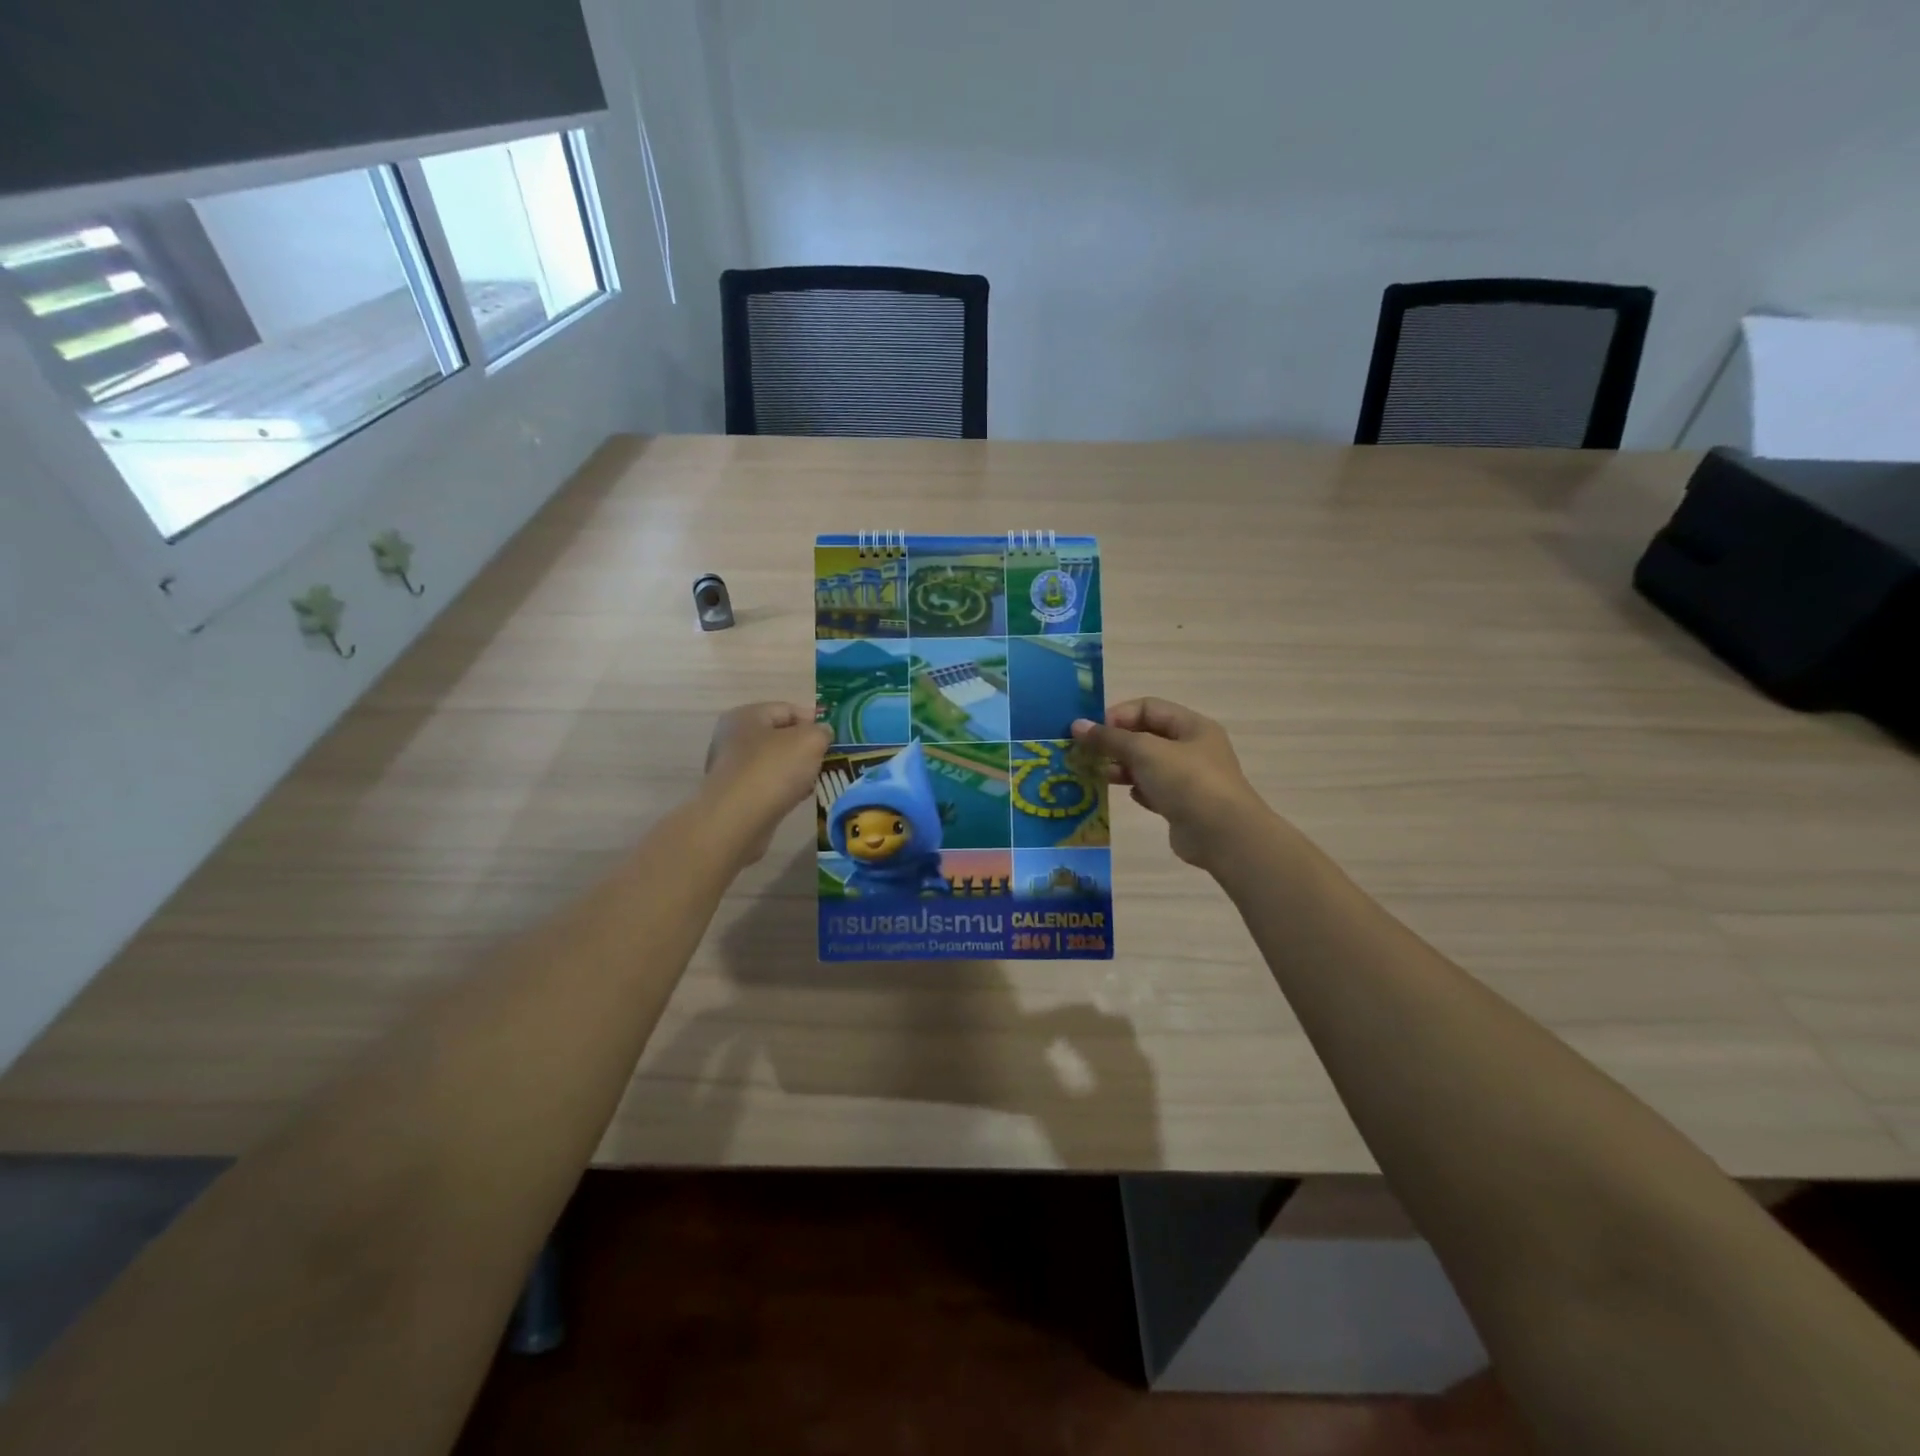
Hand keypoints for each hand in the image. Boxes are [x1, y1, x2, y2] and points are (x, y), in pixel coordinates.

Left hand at [702, 702, 830, 866]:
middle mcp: (733, 738)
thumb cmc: (773, 770)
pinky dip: (783, 789)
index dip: (814, 720)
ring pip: (774, 762)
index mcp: (746, 715)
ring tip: (816, 781)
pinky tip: (798, 798)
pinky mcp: (734, 795)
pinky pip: (766, 785)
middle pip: (780, 736)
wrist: (737, 820)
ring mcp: (731, 768)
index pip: (787, 709)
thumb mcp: (810, 741)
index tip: (834, 738)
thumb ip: (821, 732)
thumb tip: (822, 733)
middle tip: (827, 760)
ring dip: (796, 770)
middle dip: (805, 748)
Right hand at [1071, 698, 1264, 869]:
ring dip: (1124, 768)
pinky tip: (1132, 797)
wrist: (1222, 835)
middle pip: (1147, 736)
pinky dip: (1140, 790)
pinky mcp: (1184, 804)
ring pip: (1149, 764)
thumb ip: (1110, 738)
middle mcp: (1193, 747)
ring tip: (1103, 776)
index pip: (1147, 707)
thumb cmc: (1186, 781)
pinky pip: (1155, 789)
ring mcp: (1190, 778)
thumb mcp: (1144, 752)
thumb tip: (1077, 725)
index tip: (1092, 733)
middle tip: (1089, 756)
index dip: (1118, 716)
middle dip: (1117, 744)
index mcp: (1191, 726)